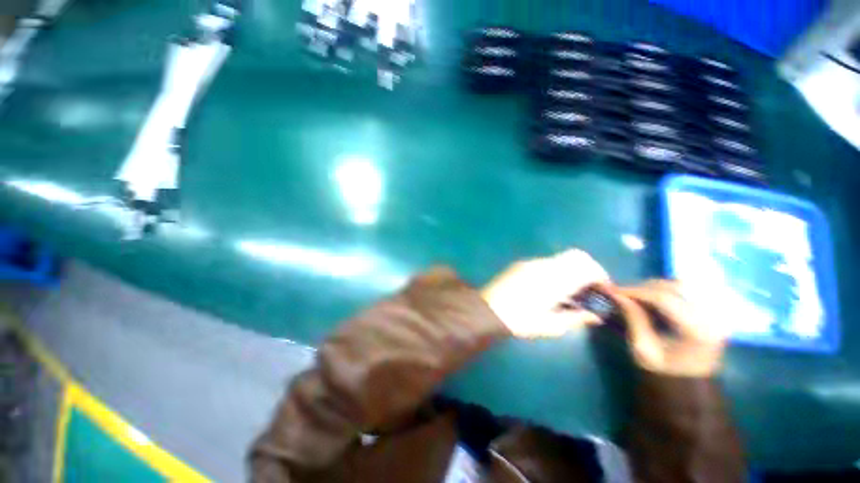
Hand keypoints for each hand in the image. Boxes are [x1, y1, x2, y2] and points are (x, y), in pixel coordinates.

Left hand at [482, 249, 609, 338]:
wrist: (487, 310)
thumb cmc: (519, 320)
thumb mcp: (550, 325)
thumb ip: (575, 318)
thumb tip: (595, 316)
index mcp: (555, 280)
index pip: (587, 267)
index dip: (601, 276)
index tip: (603, 289)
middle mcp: (545, 265)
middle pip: (577, 256)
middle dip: (589, 268)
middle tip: (589, 287)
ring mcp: (531, 262)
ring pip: (561, 257)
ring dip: (572, 268)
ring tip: (570, 289)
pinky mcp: (521, 264)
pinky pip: (547, 261)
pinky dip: (557, 269)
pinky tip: (551, 286)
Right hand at [599, 280, 727, 376]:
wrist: (688, 384)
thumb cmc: (664, 370)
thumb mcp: (643, 349)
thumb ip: (633, 318)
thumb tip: (616, 294)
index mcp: (697, 332)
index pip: (665, 299)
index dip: (636, 291)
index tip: (613, 290)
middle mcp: (712, 318)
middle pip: (674, 287)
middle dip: (643, 286)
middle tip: (622, 292)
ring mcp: (715, 312)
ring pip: (681, 285)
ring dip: (654, 286)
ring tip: (636, 294)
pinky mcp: (712, 310)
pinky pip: (687, 290)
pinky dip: (665, 289)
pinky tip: (651, 296)